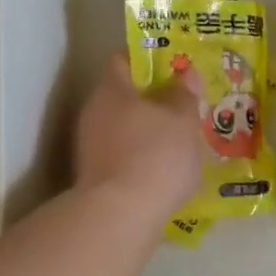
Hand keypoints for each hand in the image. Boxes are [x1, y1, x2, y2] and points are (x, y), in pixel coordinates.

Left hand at [75, 53, 203, 220]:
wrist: (121, 216)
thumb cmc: (155, 155)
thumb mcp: (182, 119)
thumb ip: (184, 94)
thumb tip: (185, 74)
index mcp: (111, 89)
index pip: (123, 60)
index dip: (149, 60)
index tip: (174, 68)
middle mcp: (93, 113)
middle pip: (124, 96)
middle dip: (153, 100)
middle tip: (184, 105)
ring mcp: (90, 147)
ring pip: (124, 128)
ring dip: (148, 131)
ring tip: (180, 140)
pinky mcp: (95, 176)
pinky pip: (124, 156)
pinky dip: (142, 157)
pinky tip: (165, 169)